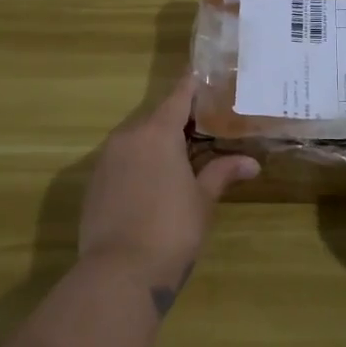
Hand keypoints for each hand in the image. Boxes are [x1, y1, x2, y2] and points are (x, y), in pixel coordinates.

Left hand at [78, 75, 257, 314]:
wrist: (119, 273)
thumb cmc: (171, 229)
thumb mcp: (203, 200)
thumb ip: (222, 173)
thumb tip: (251, 163)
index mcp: (157, 133)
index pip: (178, 96)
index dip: (192, 85)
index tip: (203, 74)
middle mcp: (127, 138)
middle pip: (156, 117)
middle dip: (179, 119)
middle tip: (206, 124)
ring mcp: (106, 161)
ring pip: (137, 139)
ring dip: (158, 142)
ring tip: (184, 153)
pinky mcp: (94, 184)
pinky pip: (122, 161)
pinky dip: (140, 162)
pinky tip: (156, 181)